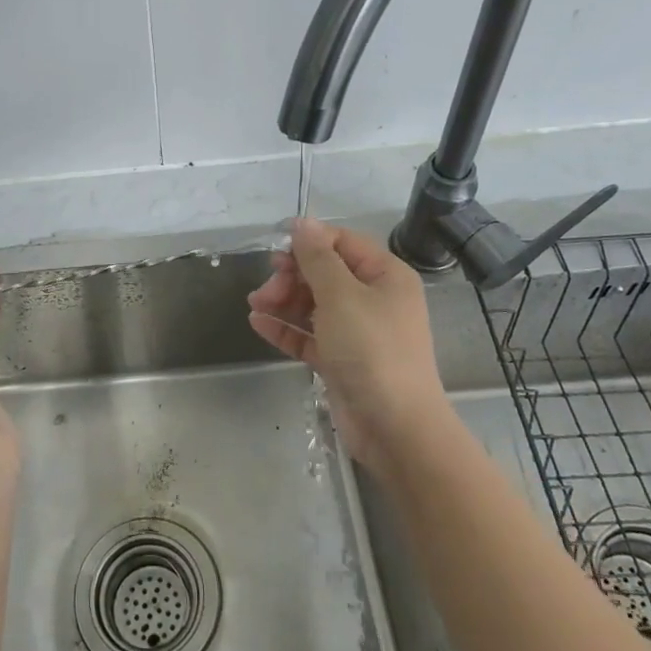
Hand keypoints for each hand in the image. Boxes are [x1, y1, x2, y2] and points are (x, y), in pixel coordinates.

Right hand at [247, 219, 453, 477]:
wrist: (395, 427)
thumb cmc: (371, 350)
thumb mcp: (341, 296)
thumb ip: (317, 258)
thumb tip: (302, 223)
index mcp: (385, 276)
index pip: (343, 243)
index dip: (309, 241)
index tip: (274, 248)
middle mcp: (374, 299)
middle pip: (326, 274)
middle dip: (292, 276)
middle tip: (266, 288)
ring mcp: (358, 332)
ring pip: (315, 305)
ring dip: (284, 301)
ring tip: (254, 304)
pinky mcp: (343, 360)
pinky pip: (310, 336)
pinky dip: (287, 328)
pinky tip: (259, 324)